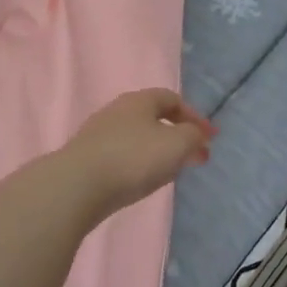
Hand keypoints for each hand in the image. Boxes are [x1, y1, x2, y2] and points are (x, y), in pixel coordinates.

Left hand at [61, 89, 215, 219]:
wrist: (76, 186)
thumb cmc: (133, 158)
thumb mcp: (176, 144)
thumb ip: (193, 136)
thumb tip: (196, 136)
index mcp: (139, 100)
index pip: (172, 99)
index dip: (195, 117)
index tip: (210, 138)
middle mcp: (117, 111)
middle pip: (154, 118)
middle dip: (178, 136)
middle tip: (195, 157)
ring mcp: (98, 134)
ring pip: (137, 137)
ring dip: (159, 151)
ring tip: (171, 172)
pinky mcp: (86, 158)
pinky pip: (121, 155)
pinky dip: (138, 164)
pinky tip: (141, 181)